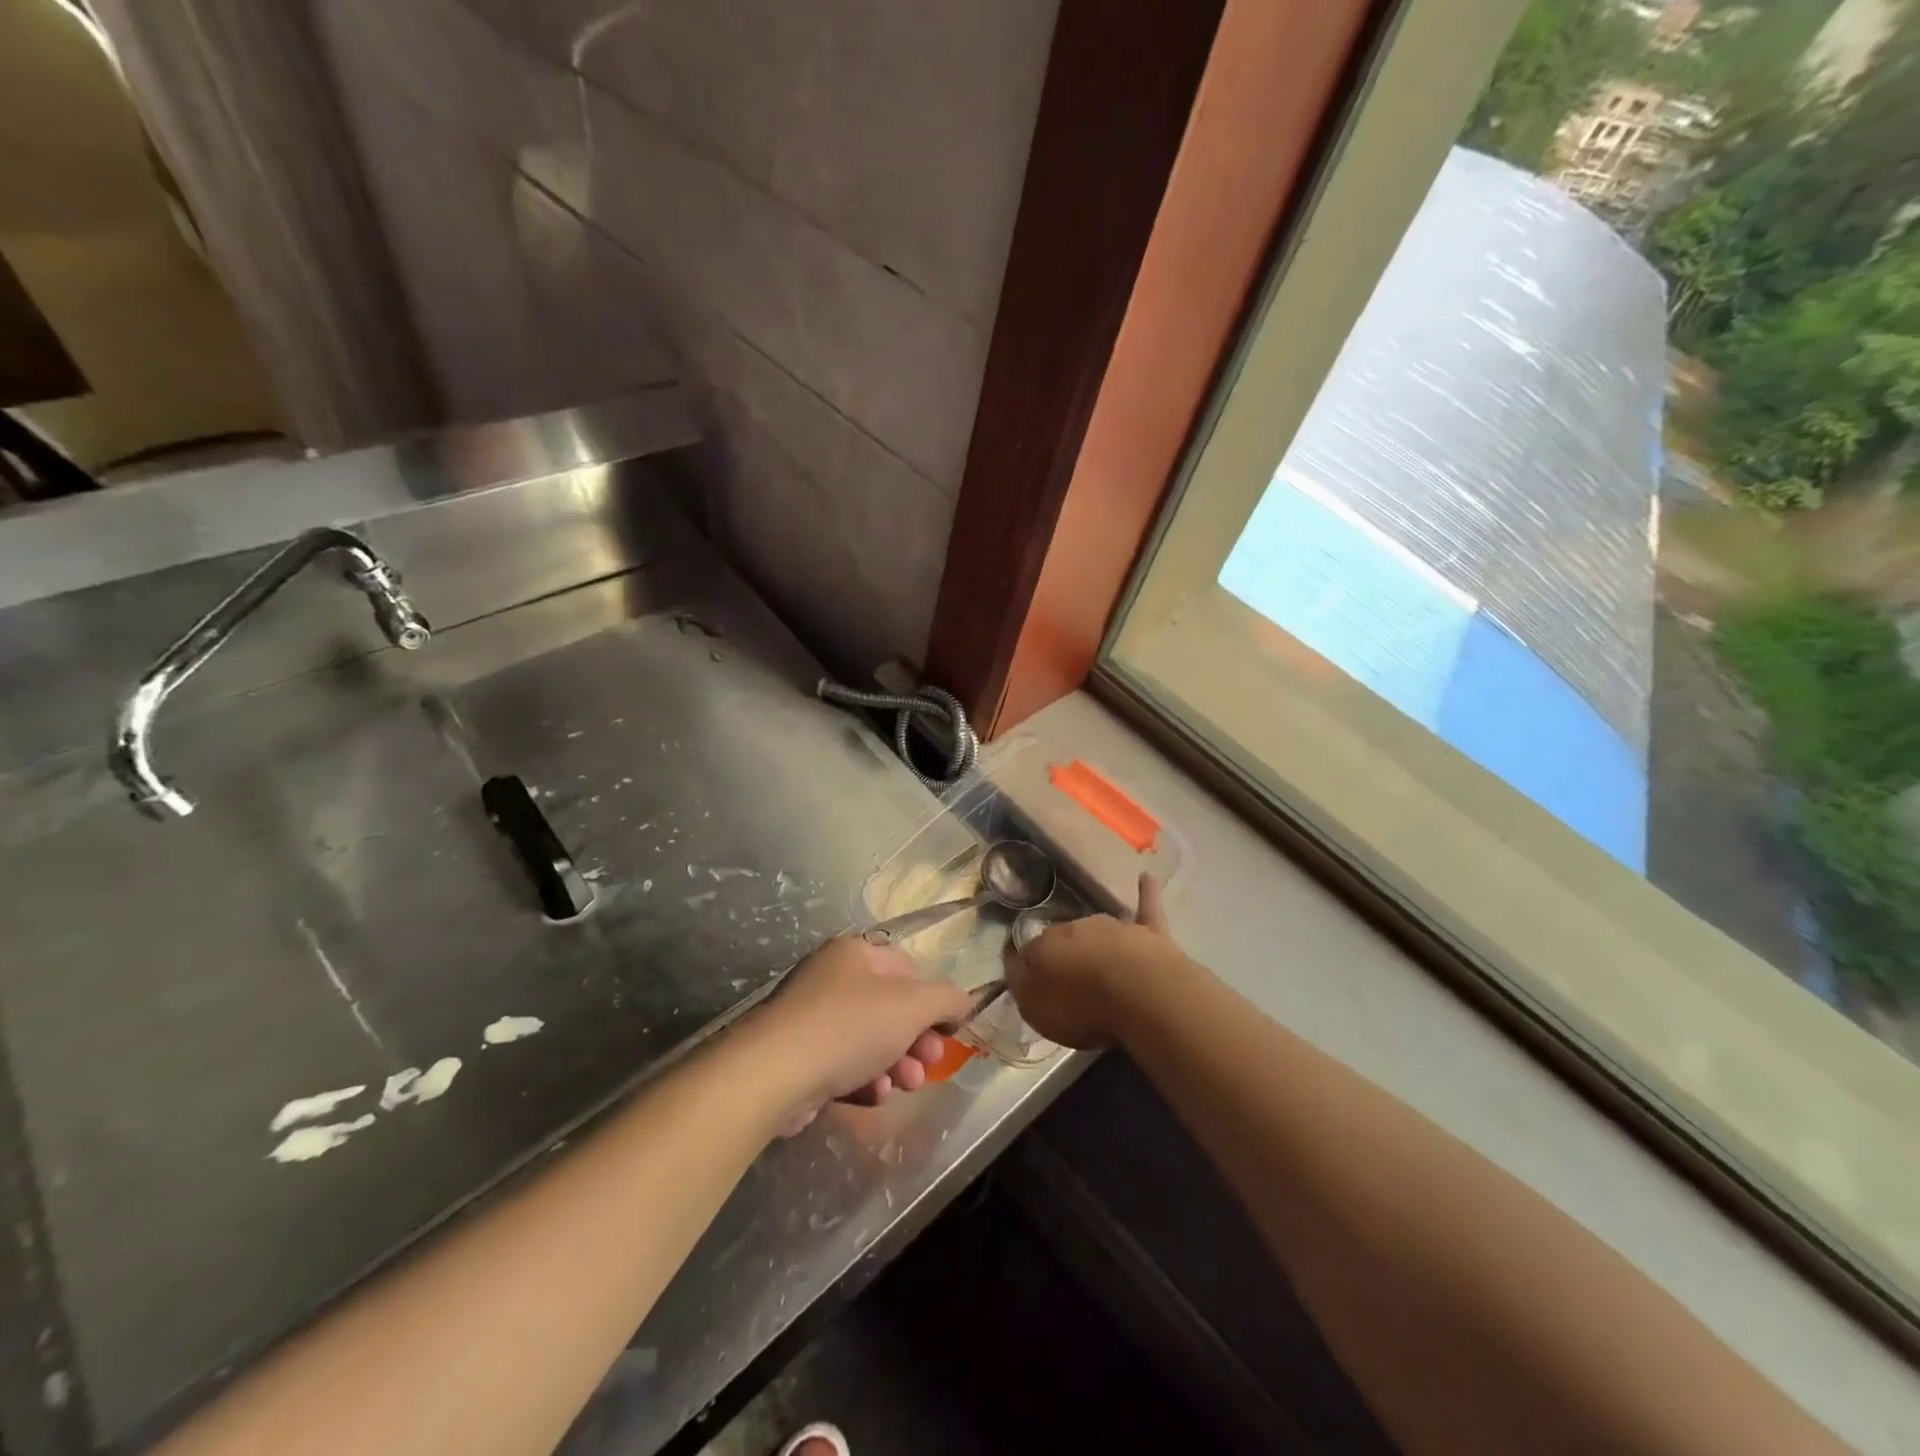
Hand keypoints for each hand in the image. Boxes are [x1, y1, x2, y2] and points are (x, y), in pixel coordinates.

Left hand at [748, 936, 975, 1131]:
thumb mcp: (912, 1005)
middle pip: (890, 1008)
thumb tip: (964, 999)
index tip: (949, 1030)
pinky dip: (863, 1080)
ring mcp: (811, 1018)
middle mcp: (831, 978)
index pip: (907, 968)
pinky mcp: (797, 1057)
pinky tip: (872, 1095)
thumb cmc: (849, 1026)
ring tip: (902, 1085)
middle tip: (929, 1064)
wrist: (773, 1074)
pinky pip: (843, 1065)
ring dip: (895, 1064)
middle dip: (916, 1040)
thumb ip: (946, 998)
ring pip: (869, 1041)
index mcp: (855, 953)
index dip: (933, 999)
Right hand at [1006, 874, 1181, 1047]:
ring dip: (1095, 940)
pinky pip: (1147, 906)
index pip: (1029, 953)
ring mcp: (1115, 927)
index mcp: (1045, 946)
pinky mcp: (1150, 931)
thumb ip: (1022, 985)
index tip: (1032, 982)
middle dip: (1064, 955)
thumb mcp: (1034, 1006)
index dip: (1030, 968)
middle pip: (1064, 939)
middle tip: (1069, 981)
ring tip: (1096, 961)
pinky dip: (1147, 892)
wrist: (1137, 993)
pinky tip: (1145, 877)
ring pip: (1098, 929)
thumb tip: (1017, 968)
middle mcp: (1076, 929)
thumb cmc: (1081, 1006)